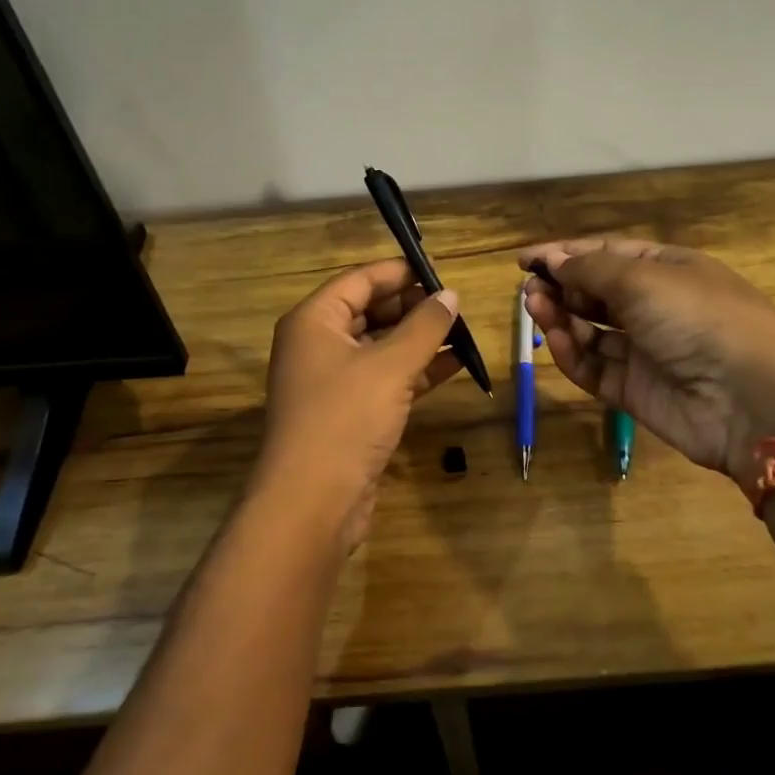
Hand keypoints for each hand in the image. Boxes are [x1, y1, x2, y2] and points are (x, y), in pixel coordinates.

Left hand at [255, 260, 461, 550]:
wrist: (312, 502)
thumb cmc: (346, 417)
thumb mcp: (391, 365)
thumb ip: (424, 327)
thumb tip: (450, 295)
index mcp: (314, 321)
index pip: (359, 280)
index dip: (399, 272)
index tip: (440, 271)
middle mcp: (318, 345)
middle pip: (369, 311)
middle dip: (412, 307)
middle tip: (456, 304)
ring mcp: (332, 381)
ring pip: (380, 347)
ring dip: (419, 340)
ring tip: (462, 330)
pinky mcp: (349, 413)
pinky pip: (385, 379)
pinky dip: (416, 371)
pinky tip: (454, 365)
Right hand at [517, 239, 774, 483]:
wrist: (752, 400)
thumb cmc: (699, 318)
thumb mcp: (643, 279)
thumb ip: (590, 270)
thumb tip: (553, 259)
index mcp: (666, 269)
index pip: (606, 255)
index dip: (565, 254)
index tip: (523, 260)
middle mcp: (655, 306)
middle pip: (595, 292)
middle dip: (560, 286)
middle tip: (529, 289)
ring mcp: (645, 350)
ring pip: (591, 330)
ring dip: (561, 317)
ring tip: (535, 309)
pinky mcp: (635, 390)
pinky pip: (595, 367)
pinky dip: (574, 354)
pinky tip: (557, 340)